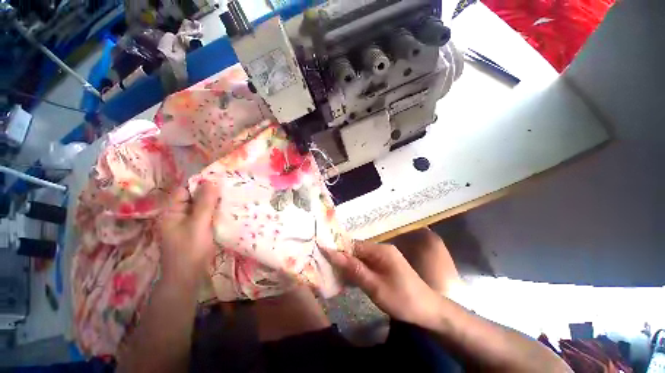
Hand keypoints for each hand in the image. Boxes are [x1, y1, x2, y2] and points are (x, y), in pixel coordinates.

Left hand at [157, 183, 220, 283]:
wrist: (188, 278)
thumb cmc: (190, 250)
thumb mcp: (198, 224)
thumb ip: (205, 203)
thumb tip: (212, 181)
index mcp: (172, 211)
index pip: (185, 190)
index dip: (200, 184)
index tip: (220, 181)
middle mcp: (178, 215)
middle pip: (194, 198)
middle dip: (211, 194)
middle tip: (229, 189)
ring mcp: (188, 224)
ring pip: (202, 208)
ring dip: (215, 204)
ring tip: (231, 198)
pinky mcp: (197, 230)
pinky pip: (206, 216)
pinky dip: (216, 213)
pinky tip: (228, 211)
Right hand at [325, 241, 441, 328]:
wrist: (428, 311)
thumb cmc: (402, 299)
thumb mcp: (375, 286)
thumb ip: (354, 269)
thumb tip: (332, 253)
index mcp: (380, 250)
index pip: (353, 244)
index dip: (337, 249)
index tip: (322, 256)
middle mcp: (381, 249)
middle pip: (356, 250)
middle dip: (341, 259)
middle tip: (325, 268)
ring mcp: (383, 258)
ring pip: (360, 258)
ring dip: (348, 266)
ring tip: (333, 274)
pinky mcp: (384, 266)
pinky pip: (366, 265)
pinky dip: (357, 271)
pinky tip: (348, 280)